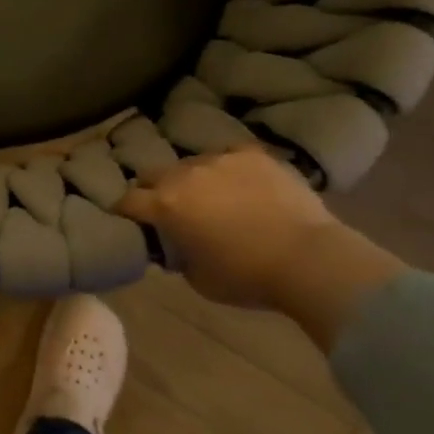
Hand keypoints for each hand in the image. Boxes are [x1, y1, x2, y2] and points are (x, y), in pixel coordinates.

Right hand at [116, 148, 405, 350]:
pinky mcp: (252, 154)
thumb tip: (175, 244)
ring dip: (192, 179)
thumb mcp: (198, 279)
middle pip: (154, 174)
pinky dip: (227, 170)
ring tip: (209, 196)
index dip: (124, 211)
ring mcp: (220, 159)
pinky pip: (228, 157)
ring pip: (192, 163)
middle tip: (166, 208)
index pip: (128, 201)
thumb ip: (178, 255)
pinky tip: (240, 185)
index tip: (128, 219)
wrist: (308, 258)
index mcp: (166, 205)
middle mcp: (185, 174)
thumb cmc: (247, 277)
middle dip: (153, 189)